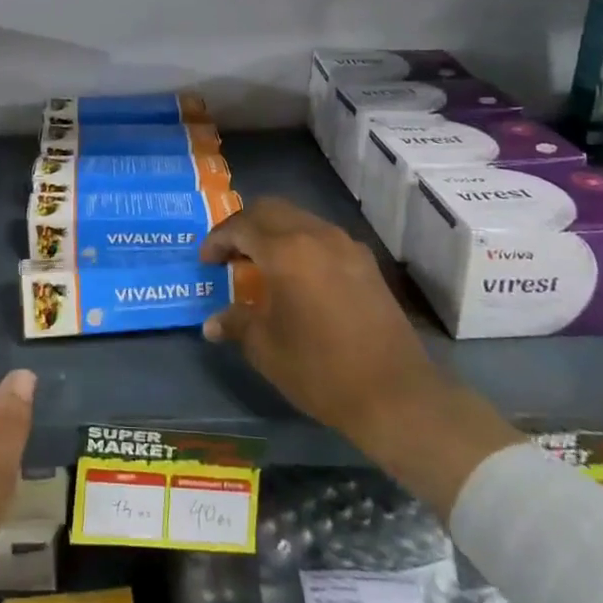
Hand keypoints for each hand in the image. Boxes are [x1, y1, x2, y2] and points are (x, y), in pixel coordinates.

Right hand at [200, 197, 436, 437]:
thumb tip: (212, 323)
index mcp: (285, 251)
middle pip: (269, 209)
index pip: (240, 227)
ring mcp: (345, 245)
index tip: (206, 261)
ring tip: (260, 262)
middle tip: (229, 253)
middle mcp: (315, 235)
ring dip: (273, 230)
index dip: (217, 240)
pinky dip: (300, 242)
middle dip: (243, 225)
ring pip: (298, 218)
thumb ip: (237, 323)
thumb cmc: (320, 370)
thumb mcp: (266, 349)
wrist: (395, 394)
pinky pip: (322, 235)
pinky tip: (297, 275)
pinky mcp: (365, 261)